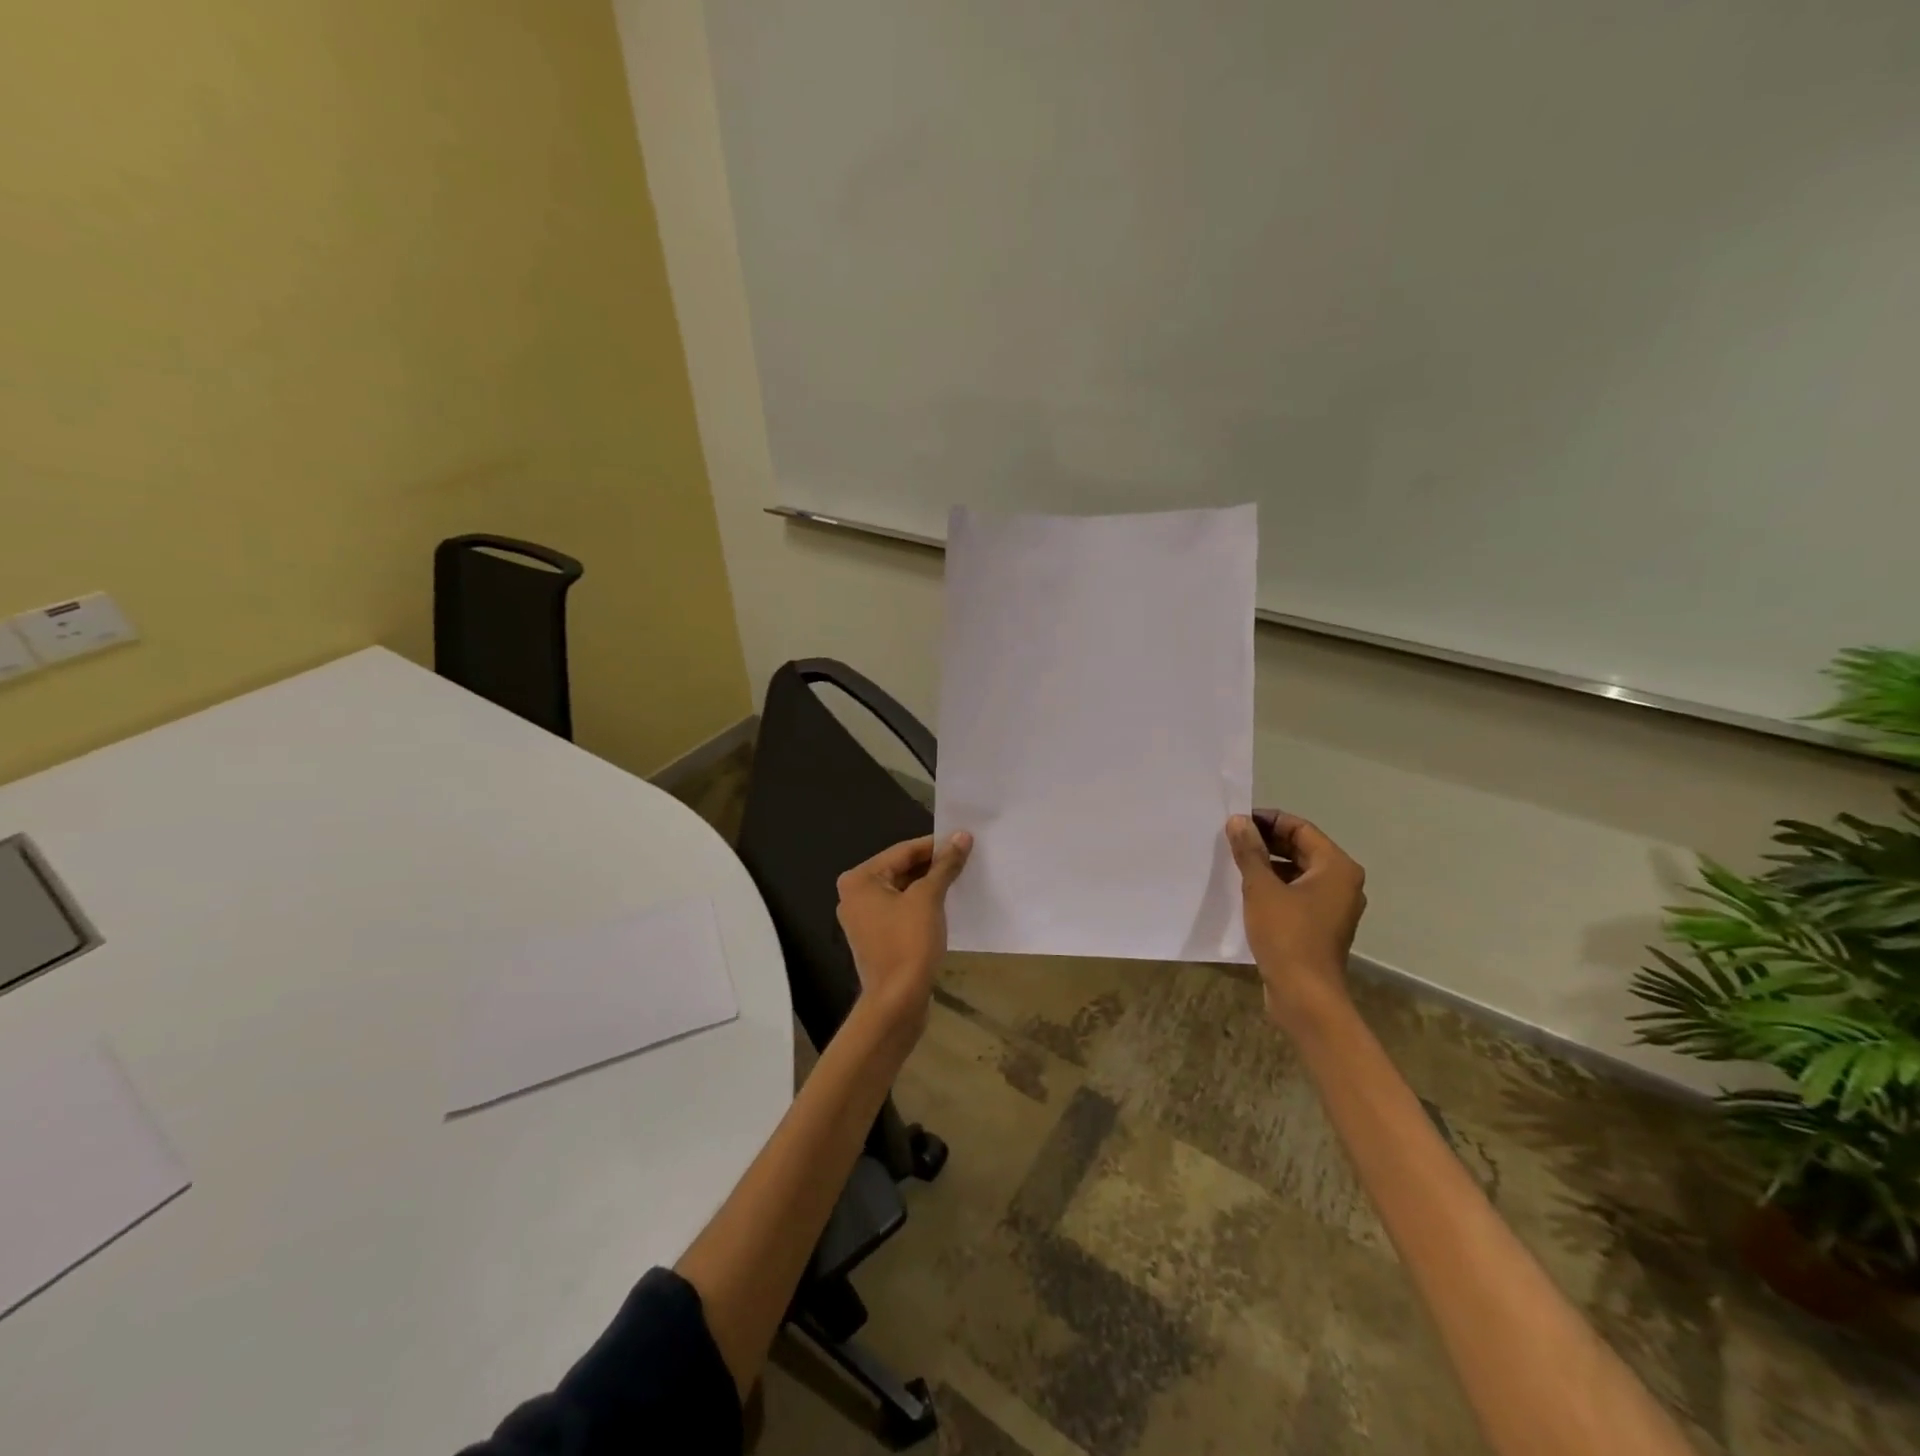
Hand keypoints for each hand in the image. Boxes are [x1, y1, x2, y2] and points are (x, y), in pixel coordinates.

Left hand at [835, 832, 972, 1037]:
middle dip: (933, 865)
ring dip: (930, 884)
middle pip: (901, 869)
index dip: (936, 844)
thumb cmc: (908, 943)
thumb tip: (962, 836)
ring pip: (903, 890)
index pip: (903, 851)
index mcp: (859, 879)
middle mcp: (854, 895)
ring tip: (961, 877)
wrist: (897, 1002)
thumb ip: (945, 865)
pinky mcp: (876, 938)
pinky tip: (947, 903)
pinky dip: (922, 904)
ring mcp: (864, 918)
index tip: (964, 839)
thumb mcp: (929, 898)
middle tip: (966, 858)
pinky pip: (901, 910)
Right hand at [1226, 811, 1366, 1034]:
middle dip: (1266, 842)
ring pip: (1297, 872)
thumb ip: (1250, 851)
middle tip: (1231, 839)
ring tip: (1234, 862)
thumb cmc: (1286, 935)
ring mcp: (1333, 906)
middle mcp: (1341, 883)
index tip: (1236, 821)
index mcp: (1336, 867)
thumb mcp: (1261, 888)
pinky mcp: (1320, 926)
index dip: (1267, 821)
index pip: (1300, 828)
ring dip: (1267, 864)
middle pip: (1301, 849)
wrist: (1304, 995)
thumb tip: (1238, 821)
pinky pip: (1296, 894)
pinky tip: (1245, 890)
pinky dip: (1274, 886)